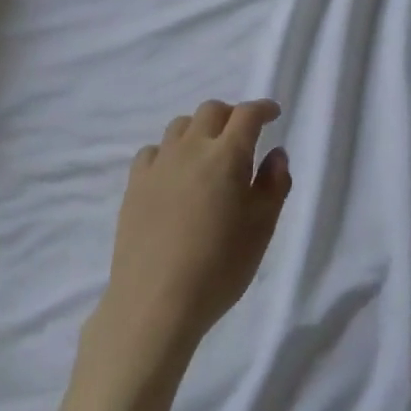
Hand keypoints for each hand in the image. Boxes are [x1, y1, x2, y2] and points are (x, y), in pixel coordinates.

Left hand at [94, 100, 290, 366]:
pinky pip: (153, 151)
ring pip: (180, 126)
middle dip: (231, 115)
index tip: (273, 114)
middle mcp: (191, 148)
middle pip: (211, 110)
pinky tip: (175, 173)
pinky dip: (170, 151)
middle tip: (243, 135)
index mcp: (227, 155)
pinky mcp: (134, 184)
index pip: (247, 115)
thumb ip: (275, 184)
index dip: (263, 108)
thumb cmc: (220, 266)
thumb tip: (276, 153)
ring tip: (209, 153)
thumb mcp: (262, 228)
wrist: (156, 301)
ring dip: (200, 129)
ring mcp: (159, 164)